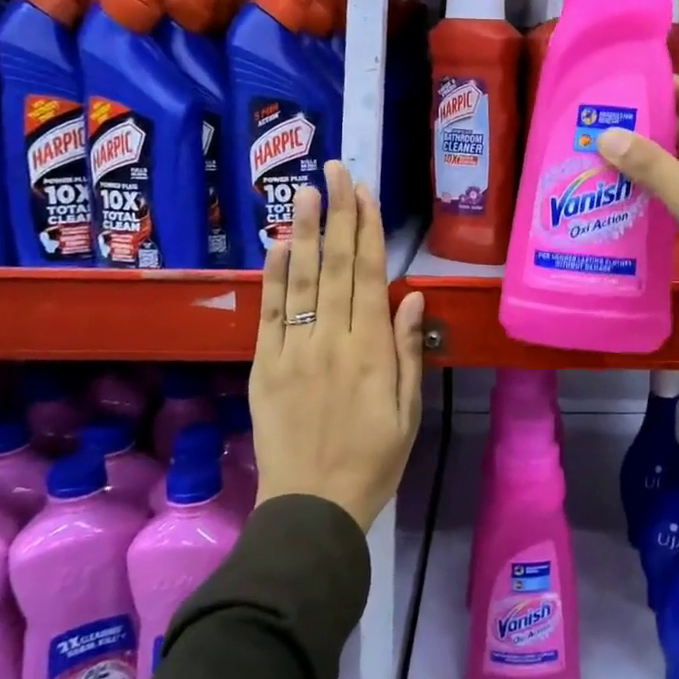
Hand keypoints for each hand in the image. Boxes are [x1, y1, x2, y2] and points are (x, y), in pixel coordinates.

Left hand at [251, 161, 424, 530]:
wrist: (312, 508)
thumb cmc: (374, 461)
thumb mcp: (408, 412)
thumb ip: (408, 351)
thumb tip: (414, 297)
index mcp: (371, 352)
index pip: (369, 277)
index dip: (368, 230)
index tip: (365, 192)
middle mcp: (332, 341)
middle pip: (335, 266)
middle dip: (337, 214)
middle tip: (335, 170)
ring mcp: (293, 351)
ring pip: (300, 281)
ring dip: (304, 231)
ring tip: (305, 190)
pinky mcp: (265, 366)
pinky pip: (269, 313)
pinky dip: (273, 277)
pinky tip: (277, 245)